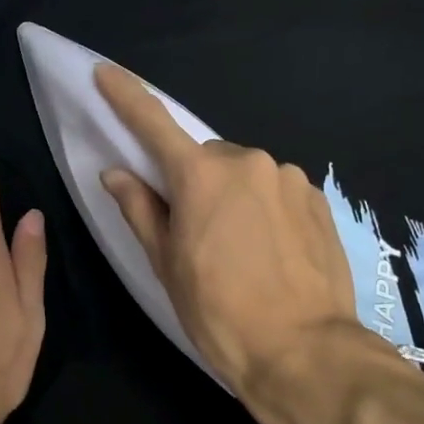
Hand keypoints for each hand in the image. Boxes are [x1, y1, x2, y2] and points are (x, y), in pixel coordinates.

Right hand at [94, 63, 387, 423]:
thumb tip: (116, 173)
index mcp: (201, 176)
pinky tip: (272, 250)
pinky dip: (265, 208)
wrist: (305, 351)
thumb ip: (141, 210)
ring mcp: (288, 178)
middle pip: (206, 159)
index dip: (126, 96)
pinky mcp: (317, 198)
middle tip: (197, 231)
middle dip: (196, 182)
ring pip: (245, 174)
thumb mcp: (167, 265)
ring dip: (234, 196)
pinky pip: (276, 190)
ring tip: (242, 249)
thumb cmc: (220, 313)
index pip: (153, 124)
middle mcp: (247, 161)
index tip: (106, 72)